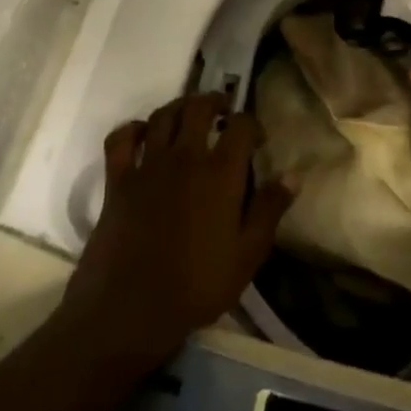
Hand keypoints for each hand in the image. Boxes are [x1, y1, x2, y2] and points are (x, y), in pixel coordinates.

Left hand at [60, 93, 295, 368]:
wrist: (130, 310)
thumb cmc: (197, 286)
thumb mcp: (247, 255)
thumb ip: (270, 210)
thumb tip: (293, 175)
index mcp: (220, 173)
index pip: (241, 125)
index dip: (251, 123)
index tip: (256, 137)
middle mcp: (185, 157)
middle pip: (199, 107)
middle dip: (215, 101)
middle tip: (223, 110)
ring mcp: (148, 165)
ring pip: (163, 115)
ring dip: (179, 106)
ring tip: (189, 114)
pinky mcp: (117, 180)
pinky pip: (121, 139)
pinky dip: (132, 128)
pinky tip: (142, 133)